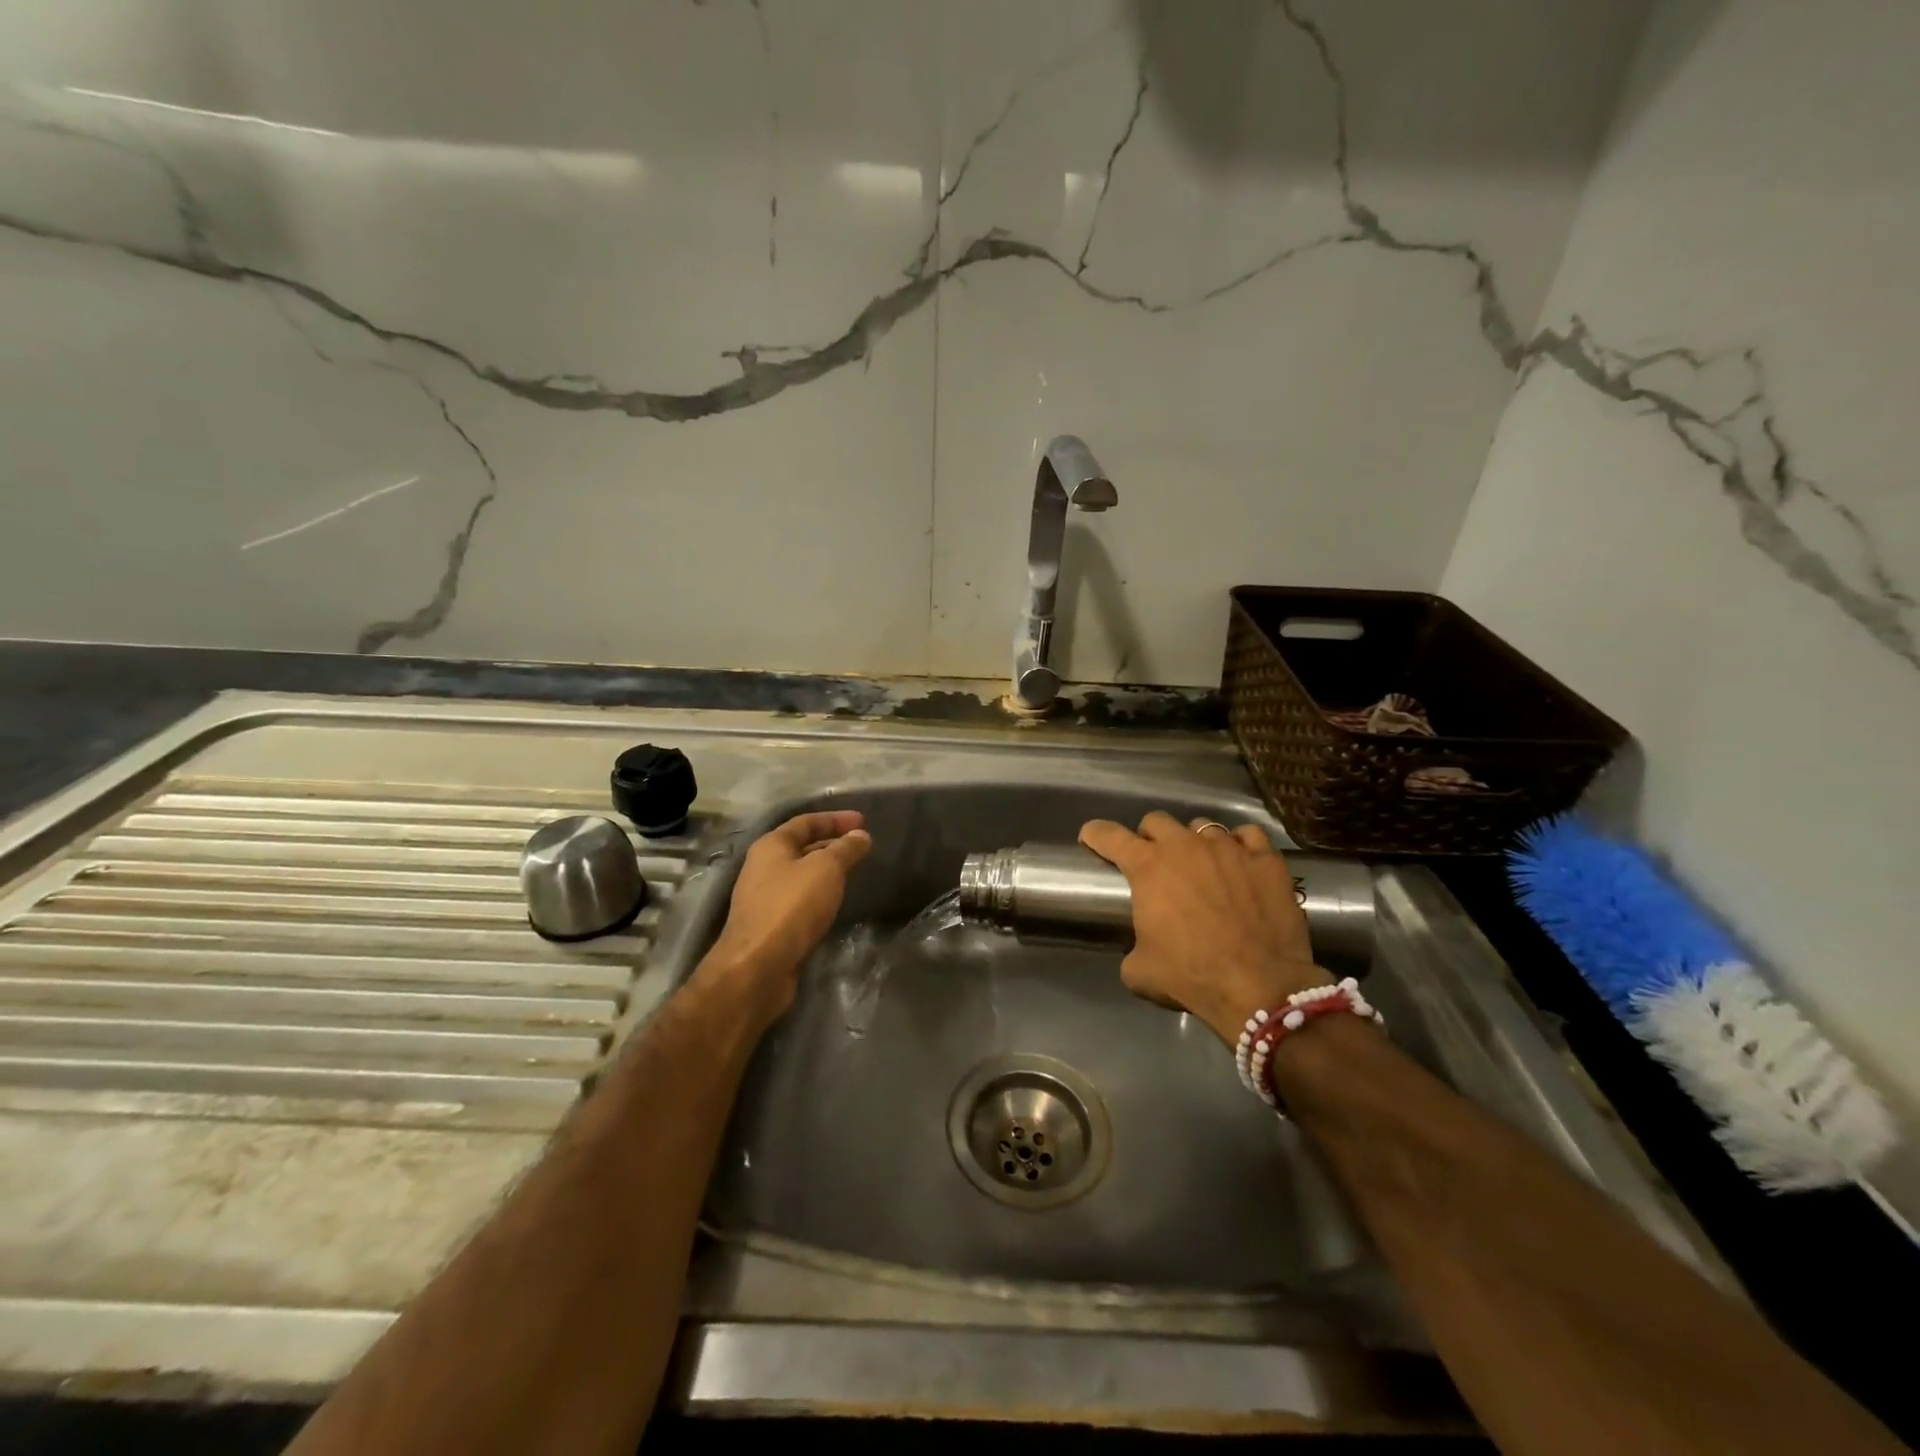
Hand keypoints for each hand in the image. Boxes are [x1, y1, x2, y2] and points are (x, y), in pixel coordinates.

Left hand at [706, 811, 872, 1015]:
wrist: (758, 967)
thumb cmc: (792, 907)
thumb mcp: (826, 869)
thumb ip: (845, 849)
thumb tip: (861, 835)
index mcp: (771, 846)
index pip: (806, 822)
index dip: (835, 819)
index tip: (863, 821)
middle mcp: (762, 867)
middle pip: (801, 847)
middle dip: (831, 843)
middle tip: (860, 847)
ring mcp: (763, 898)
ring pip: (800, 875)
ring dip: (825, 871)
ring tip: (852, 873)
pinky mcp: (769, 925)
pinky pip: (799, 900)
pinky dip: (819, 895)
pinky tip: (834, 903)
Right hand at [1080, 811, 1328, 1045]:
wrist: (1260, 987)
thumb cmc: (1191, 976)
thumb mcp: (1139, 971)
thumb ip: (1131, 947)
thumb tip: (1139, 948)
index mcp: (1148, 867)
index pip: (1109, 835)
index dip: (1095, 835)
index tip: (1091, 839)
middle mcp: (1184, 846)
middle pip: (1156, 822)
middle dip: (1149, 838)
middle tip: (1154, 862)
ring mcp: (1228, 848)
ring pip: (1202, 826)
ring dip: (1193, 842)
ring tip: (1201, 866)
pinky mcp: (1265, 859)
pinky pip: (1247, 835)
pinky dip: (1239, 844)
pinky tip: (1239, 861)